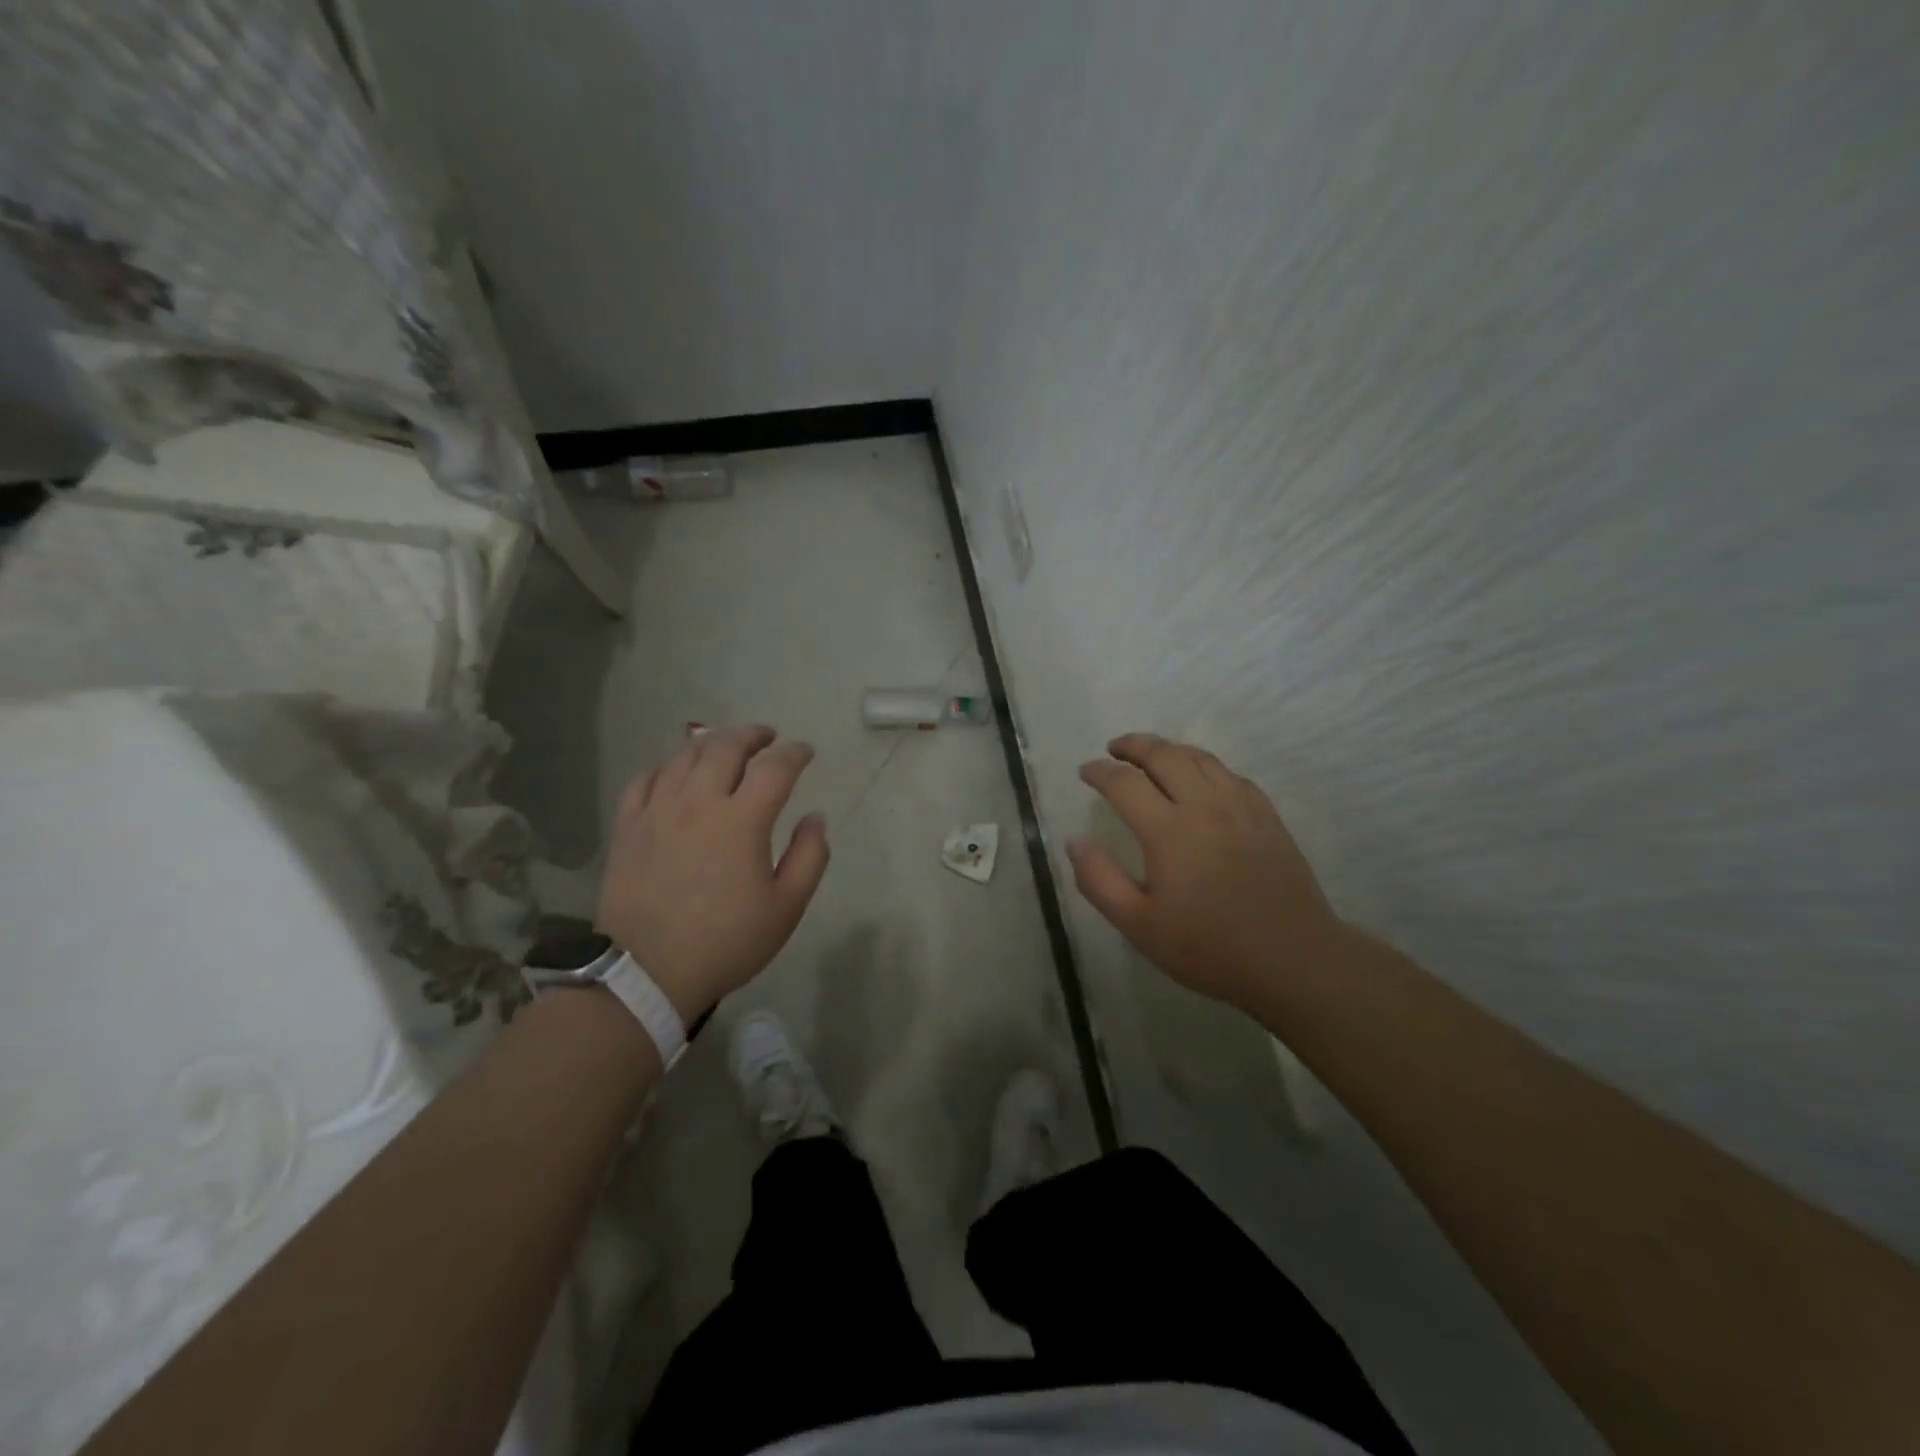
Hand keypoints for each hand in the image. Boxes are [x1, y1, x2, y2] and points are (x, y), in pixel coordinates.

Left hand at [596, 726, 829, 1023]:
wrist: (647, 972)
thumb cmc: (726, 941)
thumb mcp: (786, 908)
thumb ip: (810, 856)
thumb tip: (815, 818)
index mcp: (742, 820)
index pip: (774, 767)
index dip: (794, 752)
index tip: (806, 751)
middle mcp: (698, 802)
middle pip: (726, 747)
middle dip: (752, 735)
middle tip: (767, 737)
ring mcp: (657, 811)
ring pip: (684, 756)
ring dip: (711, 743)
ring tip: (725, 747)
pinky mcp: (628, 826)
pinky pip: (645, 779)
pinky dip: (666, 766)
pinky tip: (675, 772)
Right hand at [1069, 733, 1343, 1010]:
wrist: (1293, 960)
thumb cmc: (1209, 948)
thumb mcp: (1139, 926)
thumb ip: (1099, 880)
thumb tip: (1075, 840)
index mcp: (1168, 831)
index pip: (1124, 783)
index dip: (1099, 771)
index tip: (1085, 771)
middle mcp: (1204, 806)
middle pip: (1164, 755)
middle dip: (1133, 745)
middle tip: (1114, 749)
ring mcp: (1241, 807)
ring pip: (1200, 758)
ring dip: (1169, 748)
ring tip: (1151, 754)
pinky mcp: (1267, 816)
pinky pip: (1230, 774)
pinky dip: (1205, 765)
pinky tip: (1200, 778)